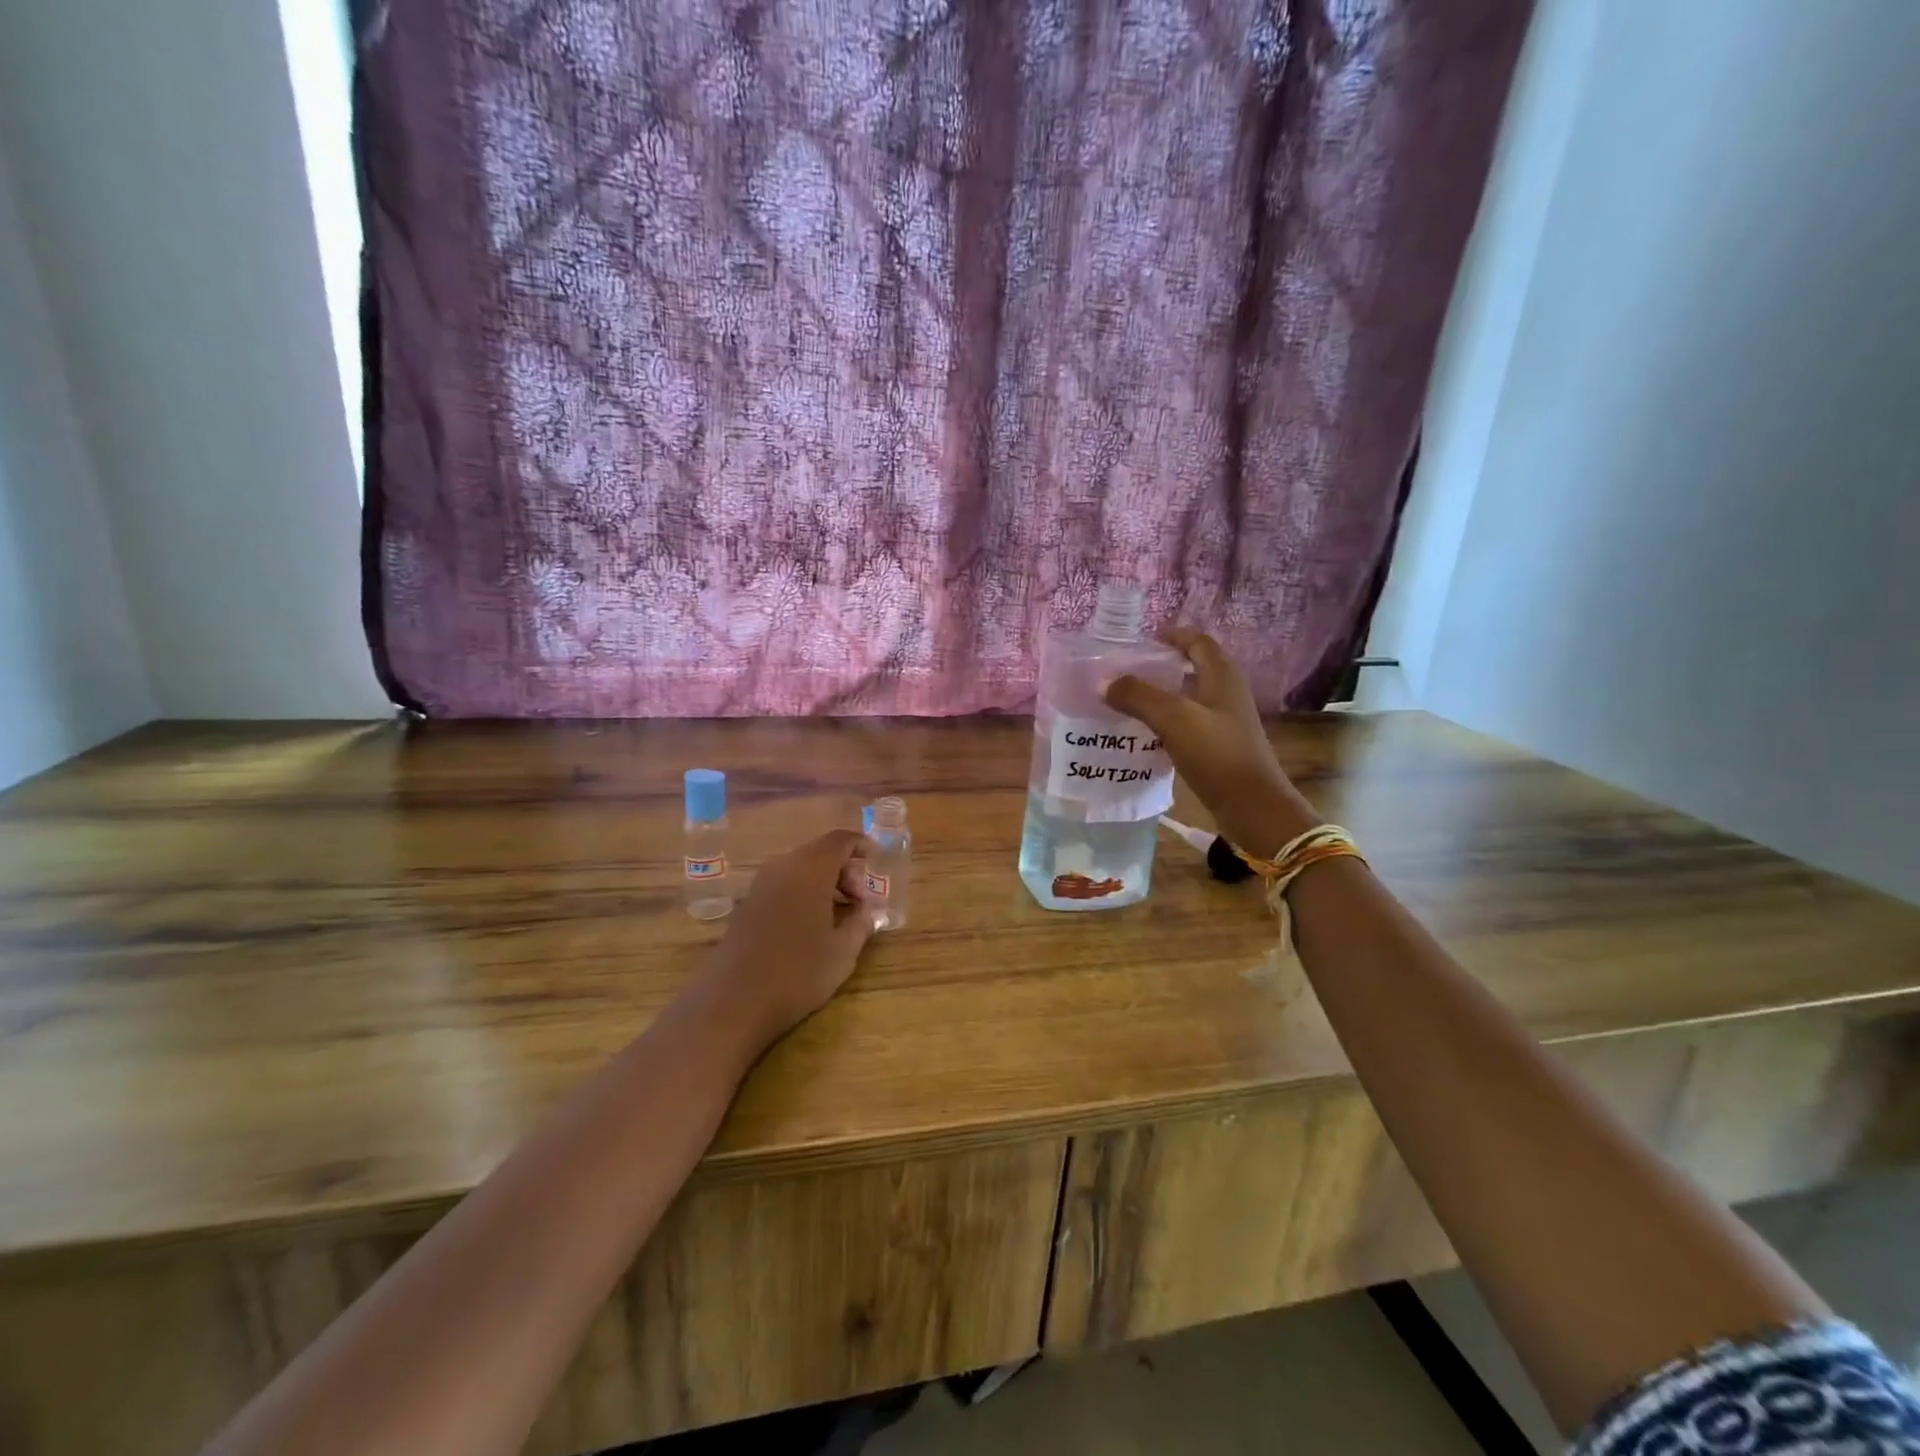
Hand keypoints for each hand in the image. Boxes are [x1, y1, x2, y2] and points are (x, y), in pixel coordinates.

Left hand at [698, 829, 878, 1050]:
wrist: (732, 1003)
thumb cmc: (798, 973)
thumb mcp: (843, 952)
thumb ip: (861, 923)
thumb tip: (867, 910)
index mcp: (811, 869)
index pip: (841, 840)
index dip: (862, 847)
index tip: (877, 868)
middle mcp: (783, 867)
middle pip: (820, 852)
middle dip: (845, 869)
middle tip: (860, 900)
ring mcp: (760, 885)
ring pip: (800, 868)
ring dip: (824, 882)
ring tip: (839, 915)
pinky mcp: (746, 905)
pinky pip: (783, 885)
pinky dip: (802, 893)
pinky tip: (810, 926)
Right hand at [1104, 628, 1318, 854]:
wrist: (1253, 807)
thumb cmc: (1218, 754)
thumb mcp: (1174, 719)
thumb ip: (1138, 696)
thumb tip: (1104, 682)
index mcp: (1222, 677)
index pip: (1198, 642)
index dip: (1173, 635)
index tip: (1143, 639)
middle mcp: (1226, 694)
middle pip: (1193, 668)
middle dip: (1161, 666)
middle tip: (1126, 671)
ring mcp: (1225, 722)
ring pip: (1188, 698)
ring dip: (1161, 696)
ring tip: (1127, 701)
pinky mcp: (1219, 747)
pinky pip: (1187, 725)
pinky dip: (1166, 722)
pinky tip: (1144, 734)